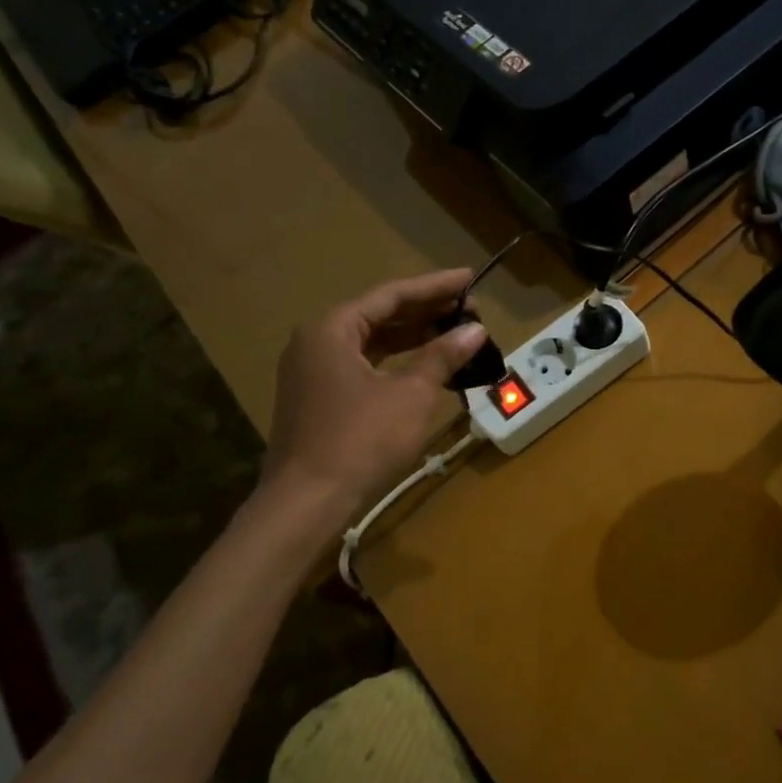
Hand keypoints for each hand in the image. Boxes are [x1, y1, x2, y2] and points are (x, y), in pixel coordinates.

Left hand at [259, 269, 486, 517]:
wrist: (307, 503)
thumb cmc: (361, 440)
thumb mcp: (410, 394)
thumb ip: (442, 356)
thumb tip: (474, 330)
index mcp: (332, 329)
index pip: (391, 295)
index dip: (435, 286)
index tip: (469, 278)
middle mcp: (316, 342)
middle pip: (379, 315)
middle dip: (425, 311)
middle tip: (469, 309)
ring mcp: (313, 372)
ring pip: (371, 342)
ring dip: (413, 337)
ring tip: (454, 333)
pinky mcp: (317, 399)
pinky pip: (362, 365)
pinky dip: (395, 362)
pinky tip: (425, 367)